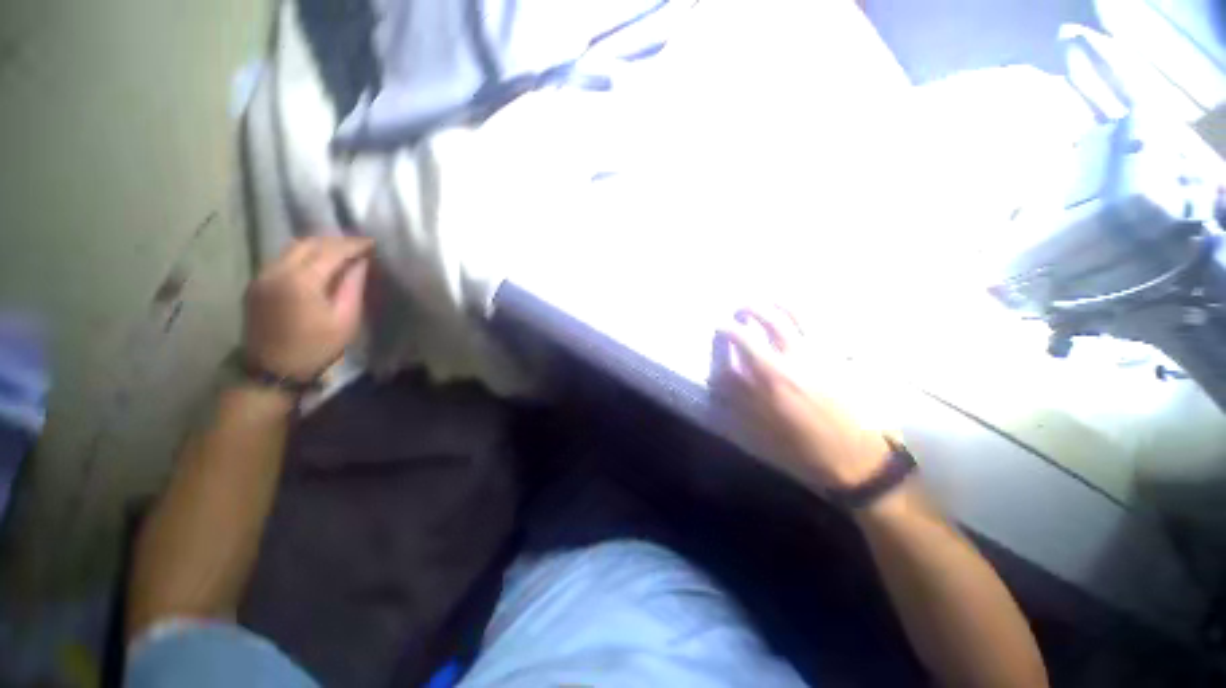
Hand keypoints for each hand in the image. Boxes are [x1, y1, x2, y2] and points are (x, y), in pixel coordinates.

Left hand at [243, 237, 373, 380]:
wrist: (272, 371)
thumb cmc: (316, 348)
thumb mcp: (345, 320)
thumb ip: (353, 287)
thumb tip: (362, 263)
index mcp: (300, 281)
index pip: (331, 251)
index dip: (354, 245)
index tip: (373, 243)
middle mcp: (276, 271)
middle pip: (308, 243)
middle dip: (335, 241)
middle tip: (359, 247)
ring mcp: (262, 276)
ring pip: (292, 249)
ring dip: (318, 246)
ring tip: (341, 253)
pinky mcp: (256, 285)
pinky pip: (282, 260)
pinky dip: (303, 256)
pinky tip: (318, 265)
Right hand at [716, 307, 894, 492]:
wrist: (856, 456)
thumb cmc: (803, 445)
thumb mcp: (761, 424)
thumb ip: (740, 394)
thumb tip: (722, 372)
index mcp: (771, 376)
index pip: (741, 340)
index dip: (725, 329)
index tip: (718, 328)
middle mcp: (792, 358)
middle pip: (767, 320)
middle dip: (748, 309)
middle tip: (738, 312)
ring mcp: (816, 354)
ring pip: (794, 316)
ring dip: (775, 304)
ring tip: (765, 302)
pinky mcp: (835, 357)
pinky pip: (817, 326)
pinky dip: (801, 313)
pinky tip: (793, 313)